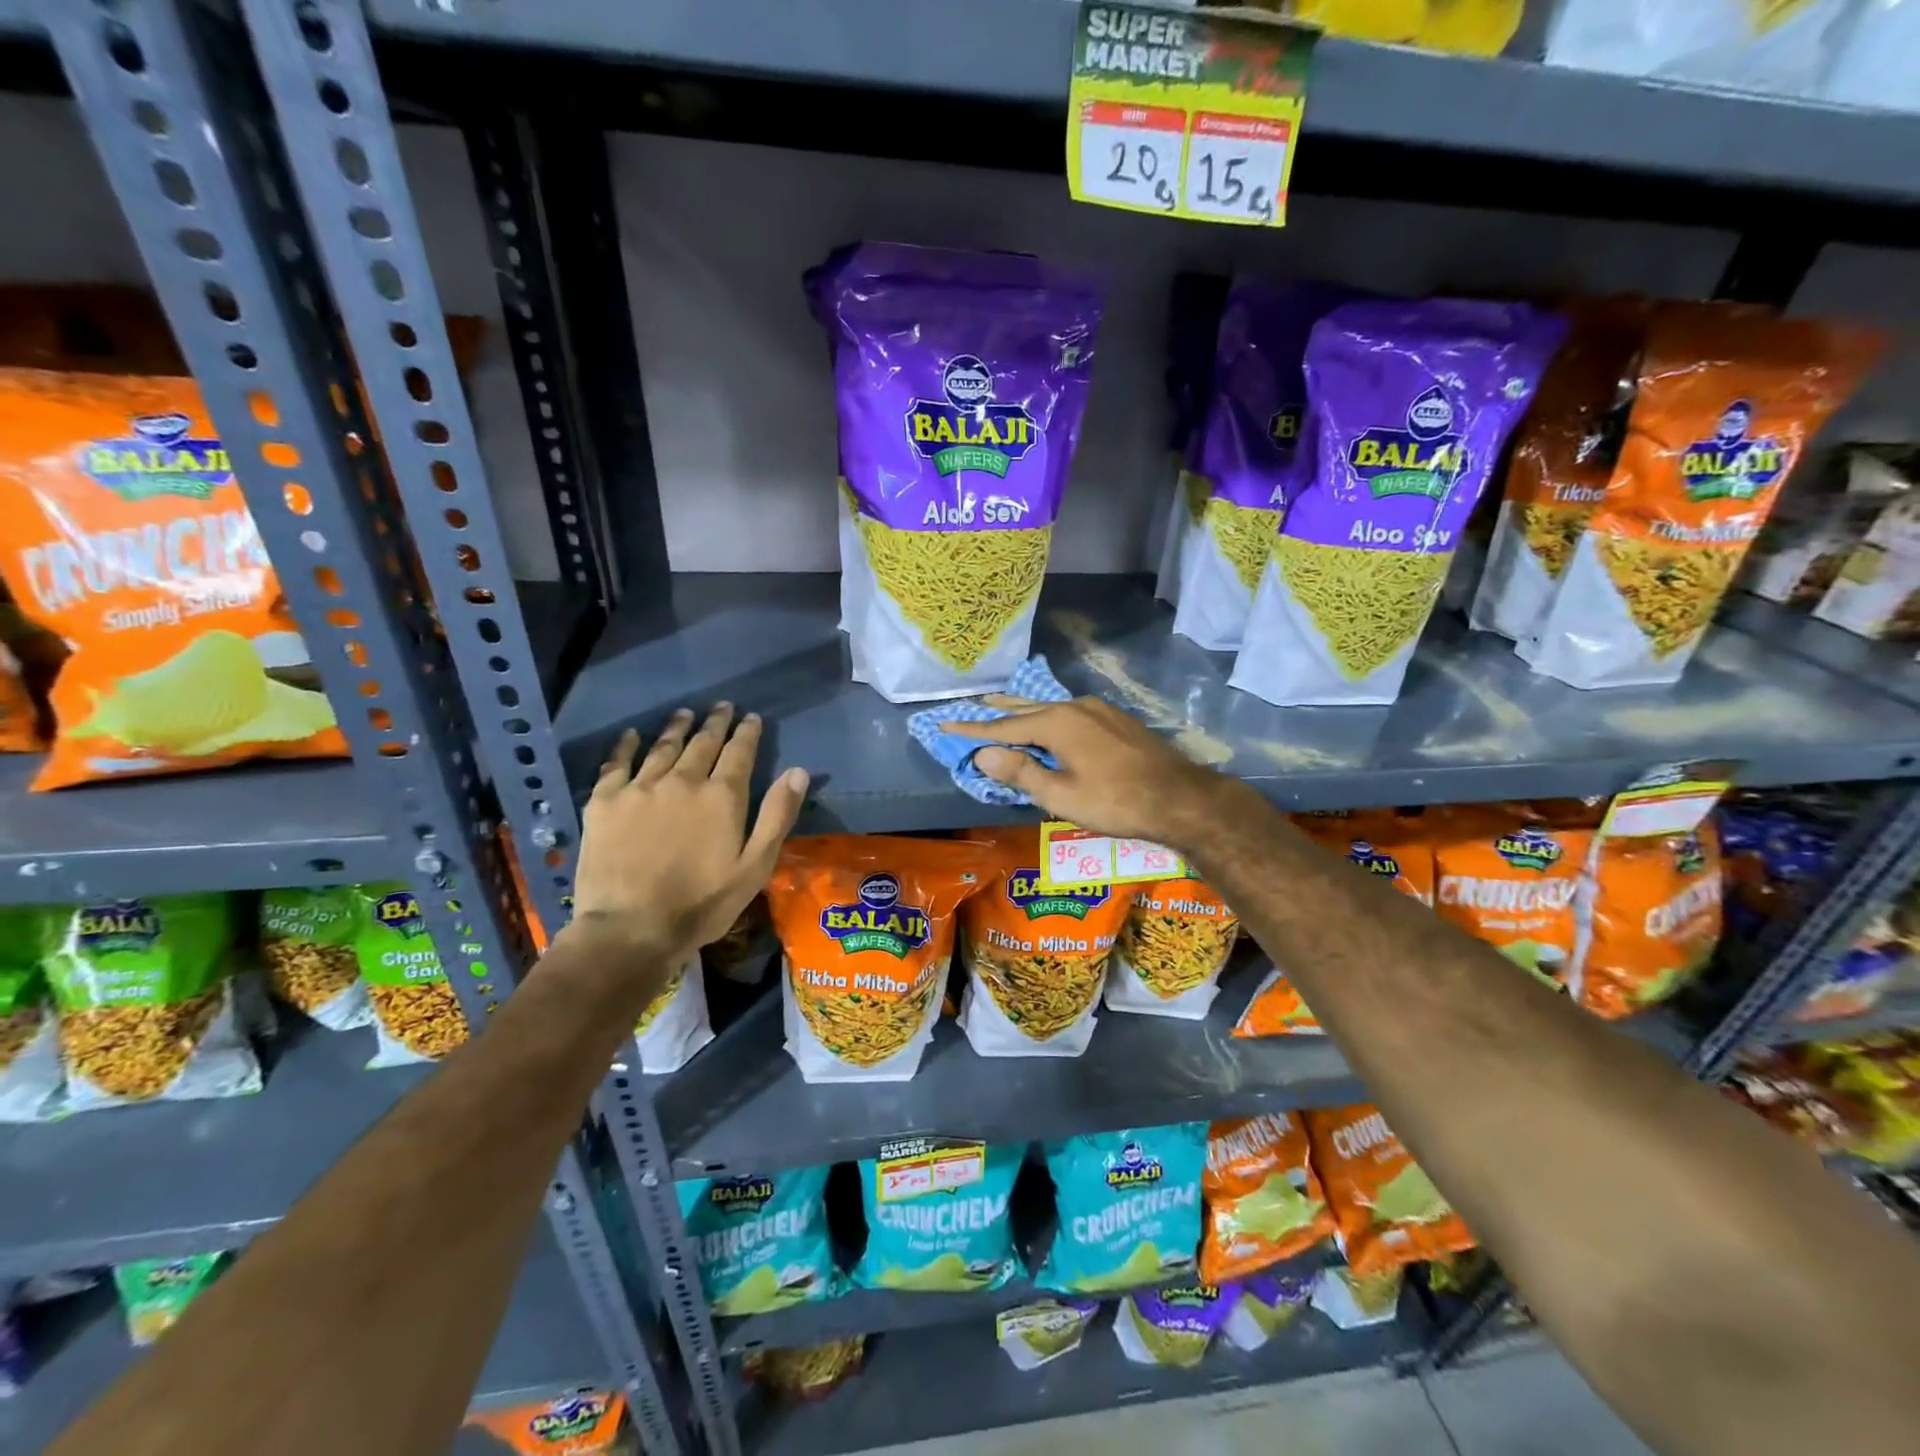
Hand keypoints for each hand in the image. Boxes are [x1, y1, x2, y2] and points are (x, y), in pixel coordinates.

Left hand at [567, 704, 807, 963]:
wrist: (631, 928)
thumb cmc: (702, 903)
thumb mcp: (755, 866)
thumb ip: (777, 816)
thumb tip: (798, 771)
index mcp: (722, 796)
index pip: (739, 752)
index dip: (747, 732)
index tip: (751, 717)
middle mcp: (683, 780)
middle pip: (702, 742)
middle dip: (715, 722)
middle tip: (721, 707)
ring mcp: (640, 788)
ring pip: (663, 747)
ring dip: (677, 727)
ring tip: (684, 714)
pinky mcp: (605, 801)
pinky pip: (616, 763)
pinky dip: (626, 745)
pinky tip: (632, 735)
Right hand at [944, 695, 1242, 847]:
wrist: (1181, 798)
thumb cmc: (1116, 802)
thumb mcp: (1062, 795)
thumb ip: (1021, 772)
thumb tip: (984, 753)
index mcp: (1057, 723)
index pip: (1004, 726)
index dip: (973, 729)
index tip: (945, 725)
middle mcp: (1075, 707)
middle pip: (1026, 708)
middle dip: (997, 709)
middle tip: (972, 703)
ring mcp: (1098, 710)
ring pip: (1050, 708)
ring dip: (1023, 710)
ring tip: (1003, 705)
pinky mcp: (1115, 719)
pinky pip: (1069, 713)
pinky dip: (1047, 717)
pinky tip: (1048, 721)